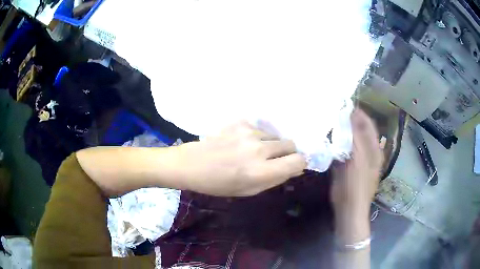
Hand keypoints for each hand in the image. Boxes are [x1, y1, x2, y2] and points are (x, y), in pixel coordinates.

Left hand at [174, 122, 306, 195]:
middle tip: (272, 160)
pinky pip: (260, 129)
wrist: (191, 164)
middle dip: (287, 153)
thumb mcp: (249, 190)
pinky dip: (257, 137)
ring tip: (252, 152)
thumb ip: (275, 179)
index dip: (299, 163)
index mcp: (261, 171)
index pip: (298, 161)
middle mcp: (259, 149)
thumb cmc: (218, 184)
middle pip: (291, 144)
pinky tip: (242, 143)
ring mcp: (249, 132)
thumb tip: (296, 168)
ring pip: (275, 136)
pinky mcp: (240, 122)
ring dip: (270, 145)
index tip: (293, 166)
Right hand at [330, 109, 382, 218]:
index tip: (343, 103)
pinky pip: (343, 150)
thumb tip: (349, 115)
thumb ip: (355, 137)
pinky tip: (326, 140)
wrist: (349, 210)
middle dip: (348, 120)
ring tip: (328, 122)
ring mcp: (358, 160)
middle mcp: (368, 152)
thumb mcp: (357, 160)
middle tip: (332, 111)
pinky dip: (336, 143)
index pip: (367, 124)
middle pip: (359, 131)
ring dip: (341, 131)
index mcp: (374, 149)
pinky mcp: (348, 167)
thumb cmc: (355, 186)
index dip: (357, 113)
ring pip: (350, 140)